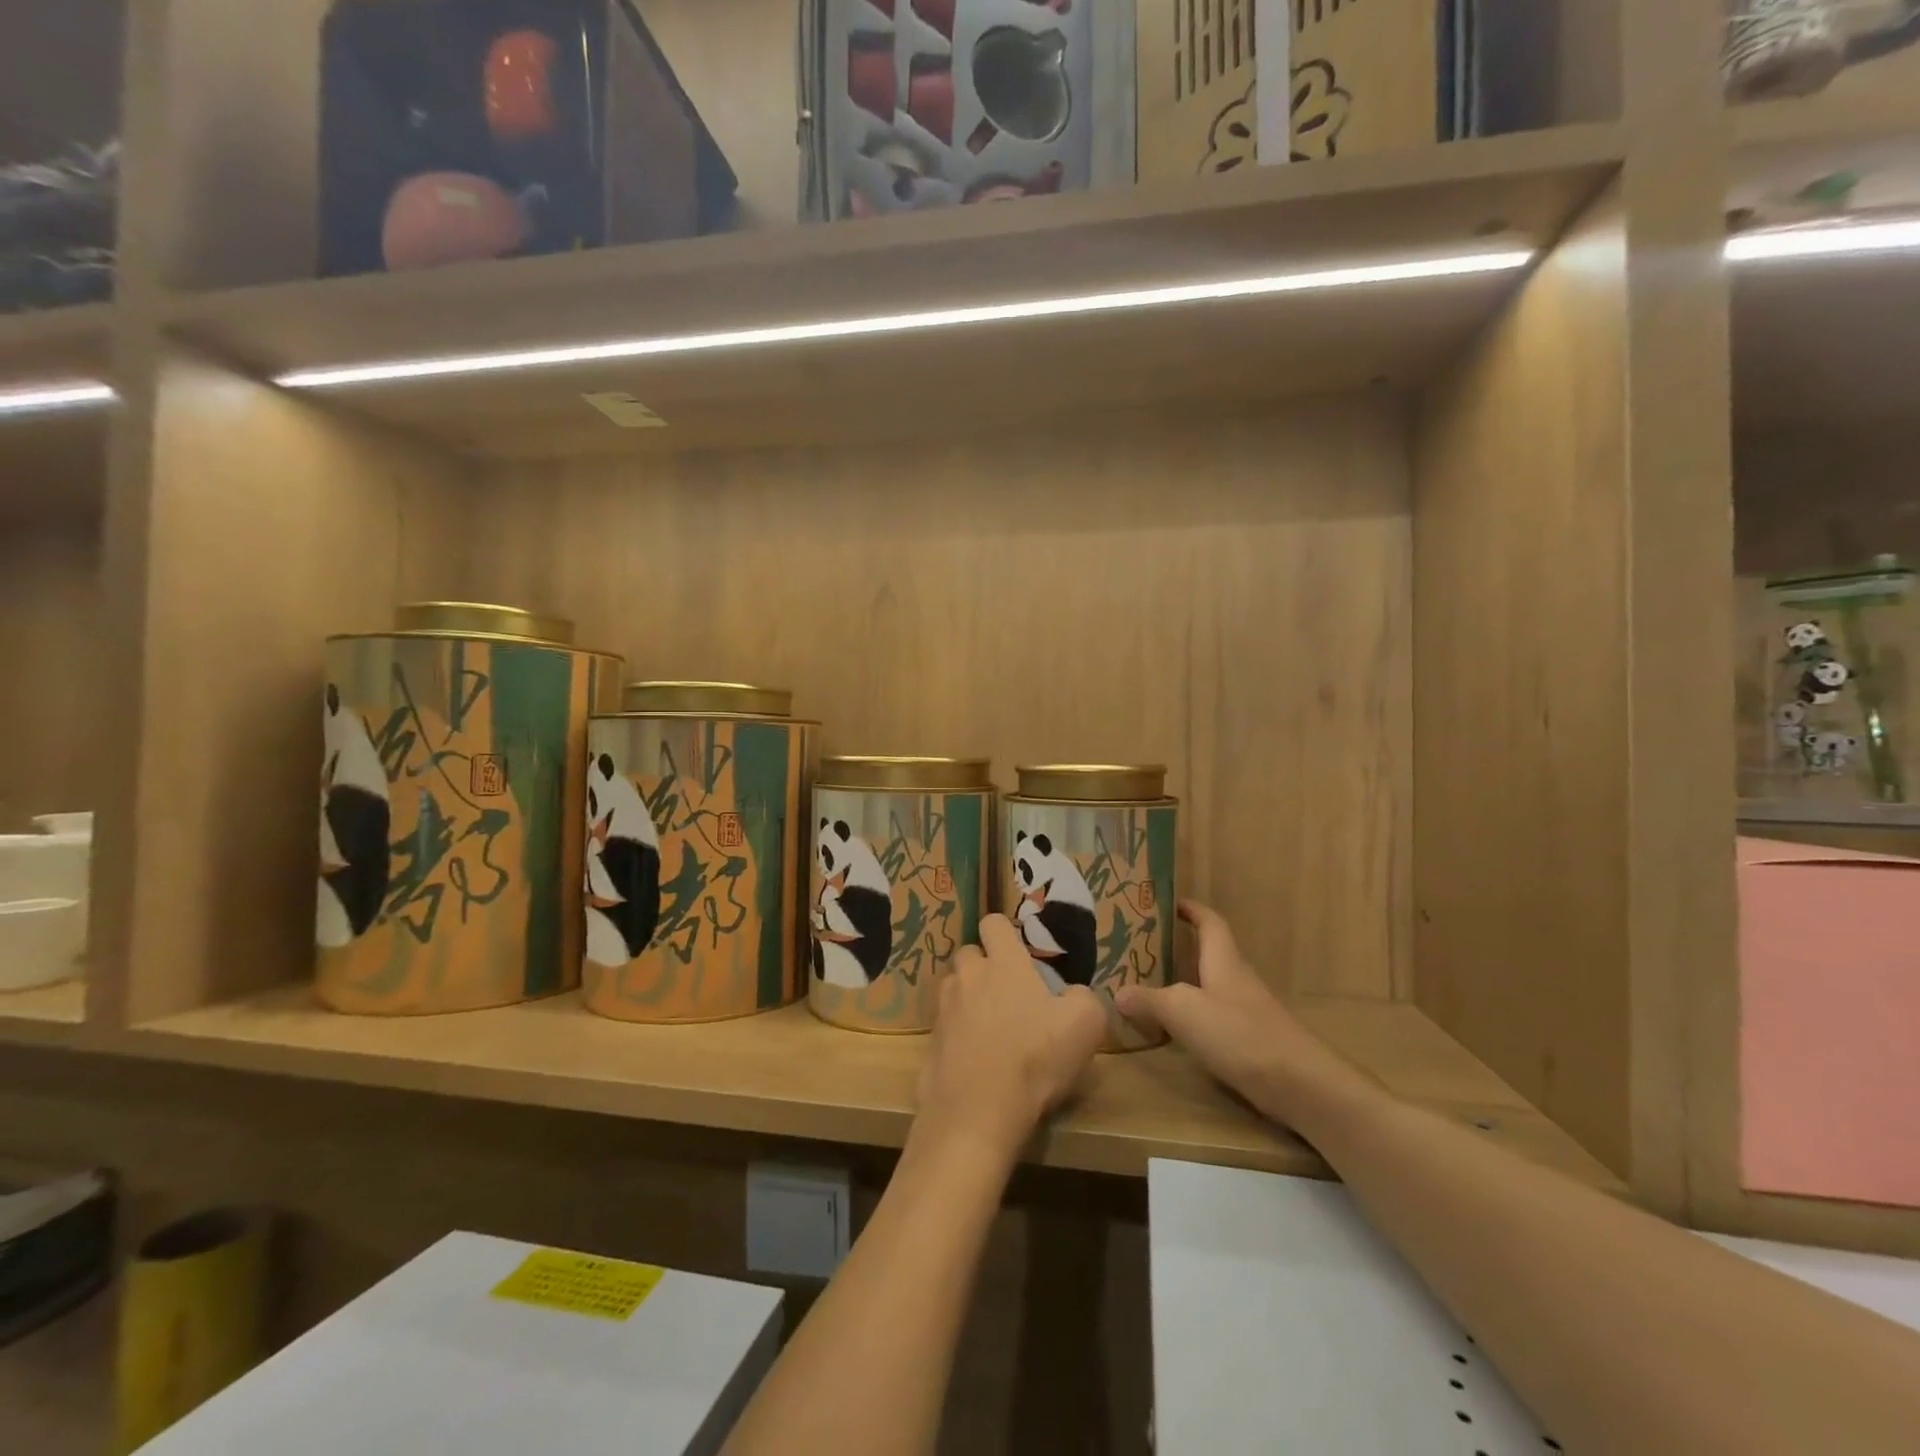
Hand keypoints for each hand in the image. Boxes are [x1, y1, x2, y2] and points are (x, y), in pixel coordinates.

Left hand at [916, 914, 1107, 1161]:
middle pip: (970, 954)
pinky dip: (957, 1034)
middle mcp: (968, 976)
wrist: (978, 1113)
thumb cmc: (1035, 1058)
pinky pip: (945, 1025)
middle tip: (1009, 993)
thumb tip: (1073, 993)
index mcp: (1003, 963)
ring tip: (991, 1026)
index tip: (1022, 954)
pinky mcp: (930, 1042)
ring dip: (968, 997)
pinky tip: (975, 1059)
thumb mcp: (1086, 1024)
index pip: (994, 923)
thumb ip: (1084, 997)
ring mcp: (944, 1009)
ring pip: (953, 987)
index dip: (1006, 933)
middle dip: (985, 965)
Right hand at [1114, 901, 1325, 1118]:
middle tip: (1143, 948)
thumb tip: (1118, 993)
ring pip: (1210, 986)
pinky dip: (1194, 1016)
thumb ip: (1149, 999)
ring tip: (1150, 985)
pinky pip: (1215, 1016)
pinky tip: (1174, 1029)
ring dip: (1184, 983)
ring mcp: (1247, 1011)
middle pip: (1209, 953)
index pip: (1210, 922)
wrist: (1299, 1085)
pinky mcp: (1251, 1041)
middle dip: (1180, 948)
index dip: (1192, 910)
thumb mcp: (1183, 1011)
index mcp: (1224, 960)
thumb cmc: (1239, 1033)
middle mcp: (1237, 979)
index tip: (1169, 903)